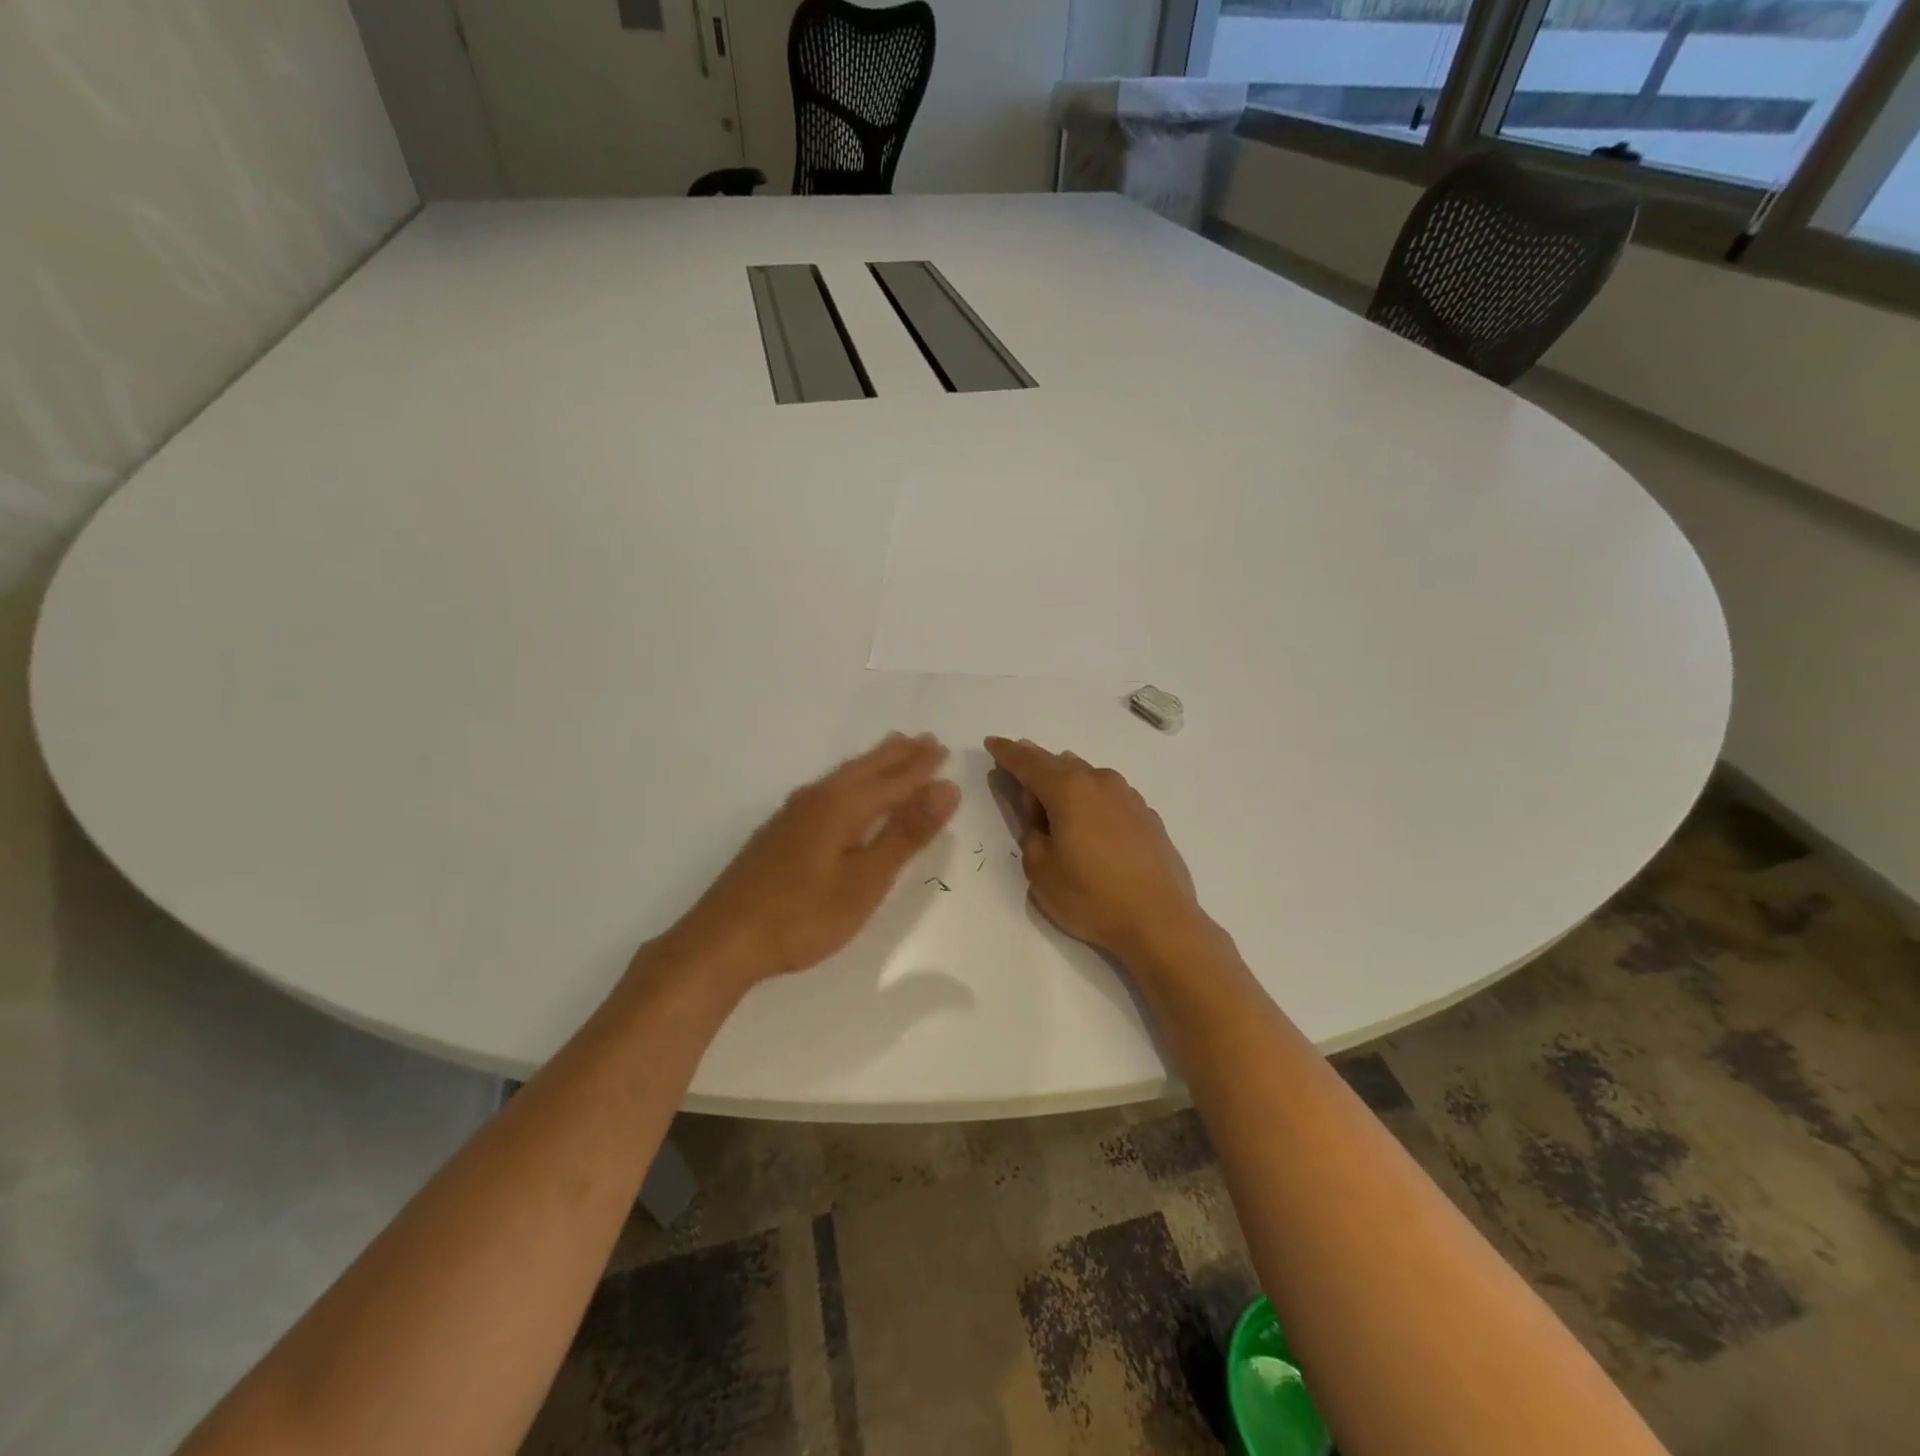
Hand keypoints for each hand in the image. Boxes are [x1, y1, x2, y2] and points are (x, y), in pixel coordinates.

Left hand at [655, 733, 959, 988]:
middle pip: (866, 769)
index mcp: (842, 806)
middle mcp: (817, 799)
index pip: (894, 780)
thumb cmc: (803, 915)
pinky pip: (828, 789)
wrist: (724, 940)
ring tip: (893, 751)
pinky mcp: (780, 831)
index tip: (944, 749)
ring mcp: (794, 814)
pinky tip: (846, 791)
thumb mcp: (866, 880)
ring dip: (874, 763)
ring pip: (844, 776)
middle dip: (898, 756)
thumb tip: (946, 787)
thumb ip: (905, 833)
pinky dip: (851, 780)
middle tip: (925, 741)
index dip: (921, 768)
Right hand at [985, 737, 1213, 965]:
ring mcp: (1128, 797)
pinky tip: (1089, 817)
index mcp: (1068, 790)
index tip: (992, 743)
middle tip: (1015, 762)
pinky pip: (1108, 794)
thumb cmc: (1091, 897)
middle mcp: (1099, 782)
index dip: (1006, 753)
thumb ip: (1030, 832)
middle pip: (1058, 763)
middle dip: (1033, 762)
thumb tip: (1038, 814)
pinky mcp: (1147, 815)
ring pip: (1086, 776)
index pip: (1028, 763)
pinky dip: (1090, 797)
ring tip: (1050, 793)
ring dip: (1064, 779)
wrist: (1160, 921)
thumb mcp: (1040, 869)